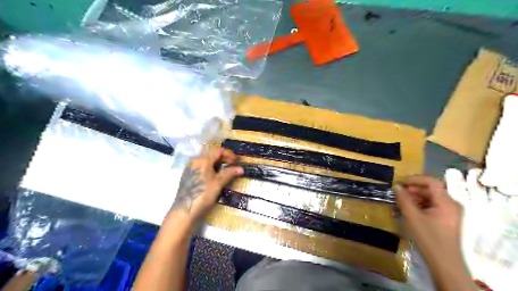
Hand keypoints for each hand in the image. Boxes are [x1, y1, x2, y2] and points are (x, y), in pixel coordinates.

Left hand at [169, 147, 244, 220]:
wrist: (185, 210)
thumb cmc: (203, 194)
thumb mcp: (218, 183)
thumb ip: (229, 173)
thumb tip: (241, 169)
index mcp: (202, 160)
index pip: (218, 151)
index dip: (229, 154)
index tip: (237, 160)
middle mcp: (195, 161)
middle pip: (212, 155)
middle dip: (224, 158)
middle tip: (233, 164)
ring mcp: (190, 168)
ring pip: (206, 161)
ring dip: (217, 163)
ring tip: (225, 170)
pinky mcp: (188, 176)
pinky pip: (202, 167)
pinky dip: (210, 168)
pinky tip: (215, 176)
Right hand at [395, 175, 462, 258]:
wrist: (444, 263)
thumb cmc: (428, 238)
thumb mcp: (412, 216)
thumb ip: (403, 199)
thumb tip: (397, 186)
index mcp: (447, 202)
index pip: (432, 182)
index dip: (416, 179)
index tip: (401, 181)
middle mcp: (451, 204)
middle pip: (431, 190)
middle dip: (413, 189)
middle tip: (399, 193)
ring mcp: (450, 213)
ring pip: (431, 198)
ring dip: (415, 198)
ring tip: (400, 202)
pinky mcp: (446, 220)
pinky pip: (432, 207)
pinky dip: (420, 206)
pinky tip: (408, 211)